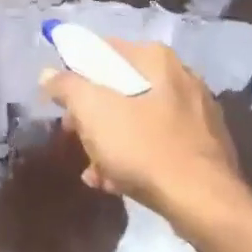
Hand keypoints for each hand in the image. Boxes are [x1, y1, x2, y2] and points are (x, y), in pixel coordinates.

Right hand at [39, 39, 241, 212]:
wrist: (201, 200)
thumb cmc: (142, 146)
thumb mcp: (93, 111)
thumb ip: (67, 86)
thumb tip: (49, 73)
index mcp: (156, 60)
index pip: (104, 51)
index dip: (75, 72)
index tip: (60, 99)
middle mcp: (181, 77)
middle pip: (120, 88)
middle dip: (92, 115)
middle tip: (74, 136)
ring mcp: (195, 113)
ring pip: (137, 119)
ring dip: (109, 142)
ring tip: (94, 170)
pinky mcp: (202, 146)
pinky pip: (156, 143)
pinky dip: (133, 157)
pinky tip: (115, 182)